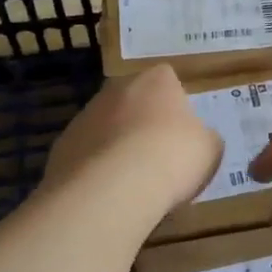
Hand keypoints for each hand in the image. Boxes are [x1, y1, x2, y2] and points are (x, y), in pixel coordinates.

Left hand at [43, 66, 220, 209]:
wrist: (113, 189)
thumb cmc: (172, 157)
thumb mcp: (210, 148)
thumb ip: (203, 137)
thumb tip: (197, 140)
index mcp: (157, 80)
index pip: (168, 79)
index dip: (176, 103)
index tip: (182, 130)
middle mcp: (117, 88)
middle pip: (134, 100)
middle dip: (143, 122)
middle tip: (159, 154)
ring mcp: (85, 116)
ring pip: (107, 127)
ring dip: (117, 145)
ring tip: (133, 181)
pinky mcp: (62, 147)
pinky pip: (87, 155)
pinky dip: (97, 170)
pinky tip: (110, 193)